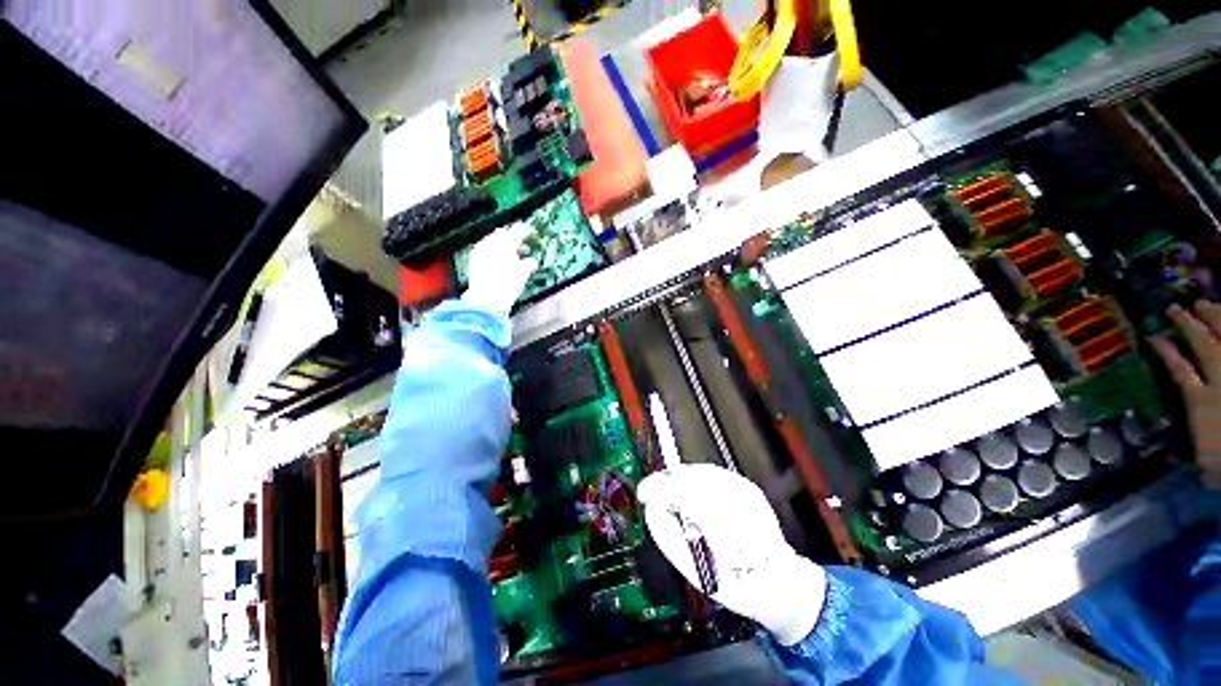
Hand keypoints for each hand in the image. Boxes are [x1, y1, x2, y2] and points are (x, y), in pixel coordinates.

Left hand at [463, 223, 537, 315]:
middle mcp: (491, 243)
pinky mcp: (473, 260)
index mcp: (505, 243)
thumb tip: (532, 262)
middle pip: (502, 235)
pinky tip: (499, 263)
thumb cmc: (507, 284)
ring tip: (511, 257)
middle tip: (521, 247)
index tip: (527, 230)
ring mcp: (480, 251)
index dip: (523, 231)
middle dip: (511, 239)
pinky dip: (493, 254)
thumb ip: (529, 264)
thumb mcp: (523, 273)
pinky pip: (486, 252)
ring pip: (493, 243)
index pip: (516, 232)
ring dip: (502, 247)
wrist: (486, 299)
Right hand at [637, 463, 825, 645]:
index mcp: (720, 523)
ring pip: (700, 472)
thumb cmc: (733, 583)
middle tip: (655, 496)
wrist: (780, 582)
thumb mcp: (692, 569)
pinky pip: (713, 475)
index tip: (643, 493)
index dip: (657, 487)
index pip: (680, 491)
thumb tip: (651, 508)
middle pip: (689, 476)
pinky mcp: (748, 486)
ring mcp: (743, 489)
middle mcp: (734, 498)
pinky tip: (695, 496)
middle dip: (667, 483)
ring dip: (682, 481)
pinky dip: (697, 482)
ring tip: (673, 497)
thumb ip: (667, 535)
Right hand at [1149, 302, 1220, 487]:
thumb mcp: (1206, 467)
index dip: (1166, 351)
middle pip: (1204, 345)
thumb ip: (1192, 453)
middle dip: (1190, 324)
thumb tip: (1171, 451)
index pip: (1179, 369)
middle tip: (1178, 306)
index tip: (1153, 336)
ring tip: (1204, 303)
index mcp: (1202, 403)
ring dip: (1215, 318)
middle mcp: (1220, 381)